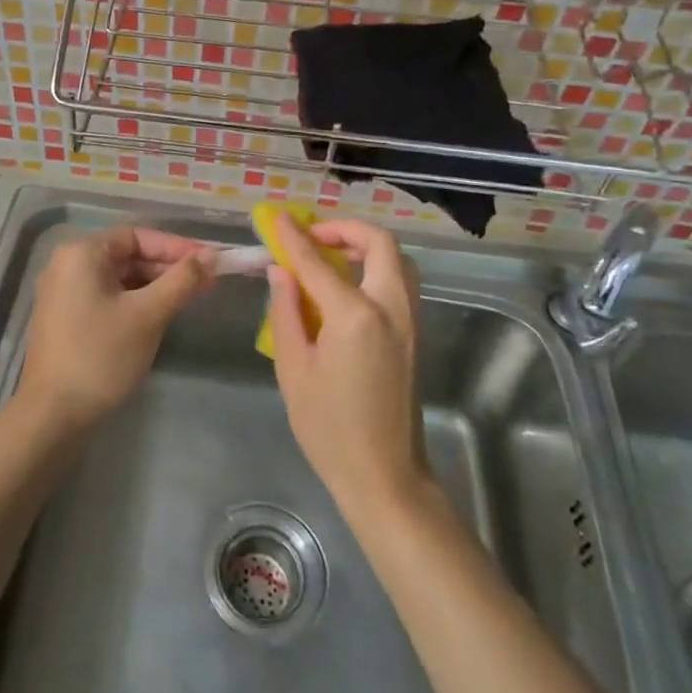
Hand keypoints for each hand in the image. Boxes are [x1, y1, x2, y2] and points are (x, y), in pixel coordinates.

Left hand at [18, 227, 212, 430]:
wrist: (53, 415)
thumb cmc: (102, 356)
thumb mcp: (148, 314)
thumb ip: (182, 280)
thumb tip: (213, 255)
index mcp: (82, 253)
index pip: (137, 236)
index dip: (176, 246)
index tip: (209, 261)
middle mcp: (68, 264)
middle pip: (127, 255)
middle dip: (168, 268)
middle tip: (208, 282)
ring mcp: (64, 293)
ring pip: (119, 278)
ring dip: (155, 286)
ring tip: (192, 298)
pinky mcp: (66, 318)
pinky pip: (107, 296)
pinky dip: (135, 301)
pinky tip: (161, 314)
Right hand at [263, 210, 427, 518]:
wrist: (384, 475)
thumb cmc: (329, 428)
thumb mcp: (293, 369)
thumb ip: (286, 311)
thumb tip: (280, 271)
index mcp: (355, 316)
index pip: (318, 261)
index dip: (294, 236)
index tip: (277, 218)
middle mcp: (390, 307)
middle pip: (379, 243)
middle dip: (345, 229)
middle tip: (313, 237)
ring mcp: (409, 320)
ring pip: (397, 259)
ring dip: (365, 246)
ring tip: (329, 257)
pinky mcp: (414, 334)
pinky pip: (399, 281)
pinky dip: (376, 267)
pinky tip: (346, 285)